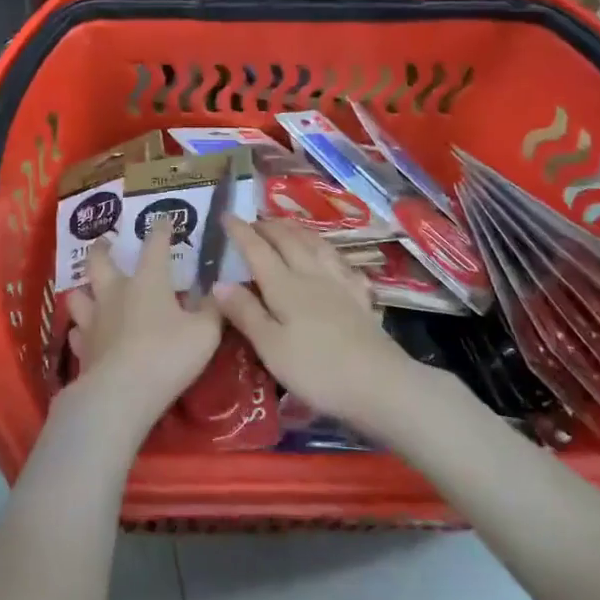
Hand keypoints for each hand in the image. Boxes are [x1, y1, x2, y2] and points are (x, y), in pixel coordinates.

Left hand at [63, 222, 222, 443]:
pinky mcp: (82, 348)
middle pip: (99, 261)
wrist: (121, 393)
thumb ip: (211, 309)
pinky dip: (81, 330)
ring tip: (88, 289)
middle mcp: (115, 292)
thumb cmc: (167, 355)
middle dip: (101, 247)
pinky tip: (85, 334)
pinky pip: (76, 332)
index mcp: (147, 281)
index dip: (160, 229)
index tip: (162, 219)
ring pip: (78, 294)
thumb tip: (217, 291)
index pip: (154, 245)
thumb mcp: (205, 333)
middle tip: (104, 242)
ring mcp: (94, 320)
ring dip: (83, 289)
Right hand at [216, 216, 412, 427]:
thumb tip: (218, 282)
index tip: (225, 215)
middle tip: (253, 221)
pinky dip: (330, 254)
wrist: (381, 384)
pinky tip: (332, 259)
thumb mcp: (271, 347)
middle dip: (268, 227)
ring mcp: (340, 284)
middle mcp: (311, 275)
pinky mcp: (361, 299)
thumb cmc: (317, 369)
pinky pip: (342, 265)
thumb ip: (245, 312)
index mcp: (284, 286)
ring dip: (297, 231)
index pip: (257, 250)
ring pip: (316, 245)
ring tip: (287, 226)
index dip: (240, 231)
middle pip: (288, 240)